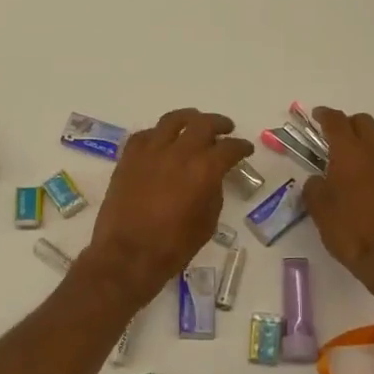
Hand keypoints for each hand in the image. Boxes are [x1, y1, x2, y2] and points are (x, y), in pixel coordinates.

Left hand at [81, 109, 252, 303]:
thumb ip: (213, 192)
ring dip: (188, 118)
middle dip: (218, 124)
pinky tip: (161, 140)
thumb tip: (212, 177)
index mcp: (204, 169)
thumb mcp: (207, 223)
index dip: (241, 147)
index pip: (229, 148)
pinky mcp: (128, 157)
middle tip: (225, 129)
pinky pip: (145, 135)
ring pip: (172, 120)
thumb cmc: (173, 246)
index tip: (245, 149)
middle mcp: (179, 152)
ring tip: (194, 122)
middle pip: (203, 124)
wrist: (128, 254)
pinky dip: (157, 134)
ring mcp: (150, 151)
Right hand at [302, 107, 373, 312]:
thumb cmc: (350, 231)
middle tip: (333, 136)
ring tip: (354, 155)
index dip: (325, 115)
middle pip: (363, 122)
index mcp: (349, 154)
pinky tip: (370, 177)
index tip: (317, 115)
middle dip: (347, 123)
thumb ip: (314, 188)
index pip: (337, 122)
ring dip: (367, 139)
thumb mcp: (319, 210)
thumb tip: (317, 180)